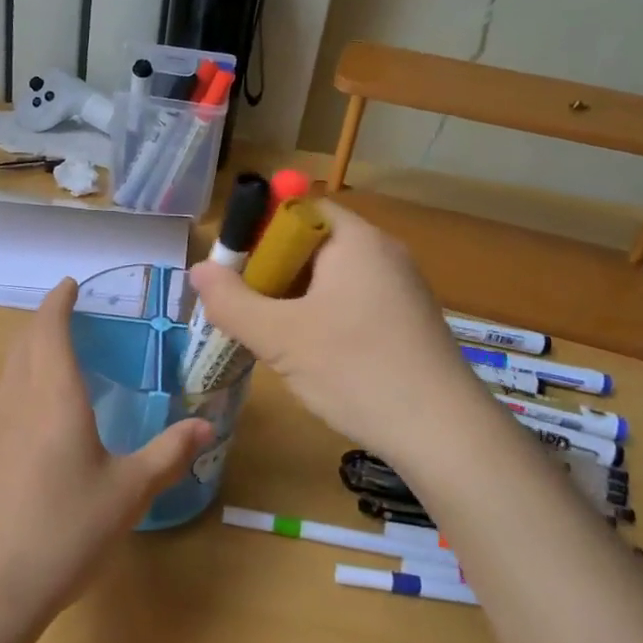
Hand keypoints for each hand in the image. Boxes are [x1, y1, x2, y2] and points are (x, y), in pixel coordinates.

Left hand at [0, 280, 211, 621]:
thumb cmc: (66, 527)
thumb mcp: (129, 491)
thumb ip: (168, 454)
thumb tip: (205, 426)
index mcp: (53, 394)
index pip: (48, 327)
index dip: (57, 301)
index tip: (71, 284)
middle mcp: (18, 399)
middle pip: (24, 341)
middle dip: (43, 319)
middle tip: (72, 314)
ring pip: (10, 367)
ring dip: (30, 347)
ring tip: (58, 351)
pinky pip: (5, 394)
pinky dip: (22, 377)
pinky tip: (41, 407)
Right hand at [187, 204, 484, 460]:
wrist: (444, 434)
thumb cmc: (356, 371)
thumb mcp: (280, 338)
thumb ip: (232, 302)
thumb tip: (198, 270)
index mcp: (355, 240)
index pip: (297, 209)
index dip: (258, 230)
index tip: (233, 268)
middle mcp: (382, 253)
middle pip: (311, 244)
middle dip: (270, 272)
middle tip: (243, 309)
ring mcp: (400, 289)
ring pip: (329, 279)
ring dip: (292, 300)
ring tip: (268, 337)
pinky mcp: (406, 322)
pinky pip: (350, 303)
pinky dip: (321, 318)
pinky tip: (308, 356)